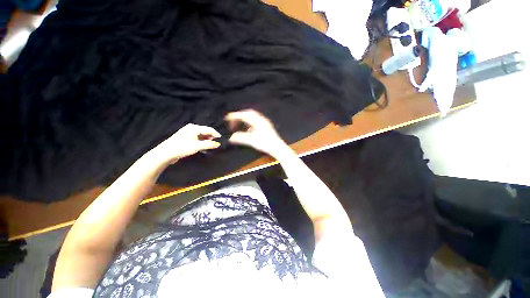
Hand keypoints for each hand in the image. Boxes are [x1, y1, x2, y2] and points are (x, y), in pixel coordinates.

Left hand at [149, 124, 220, 164]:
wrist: (166, 153)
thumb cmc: (183, 148)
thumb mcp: (198, 146)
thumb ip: (209, 144)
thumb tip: (218, 144)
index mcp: (194, 128)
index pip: (209, 129)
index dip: (216, 134)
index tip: (221, 139)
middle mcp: (191, 128)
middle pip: (205, 131)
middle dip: (211, 137)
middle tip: (216, 143)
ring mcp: (187, 133)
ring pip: (201, 135)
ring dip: (206, 140)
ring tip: (210, 146)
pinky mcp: (185, 138)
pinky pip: (196, 138)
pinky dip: (201, 142)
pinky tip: (203, 147)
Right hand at [225, 110, 289, 158]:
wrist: (277, 147)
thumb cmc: (265, 144)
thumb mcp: (252, 141)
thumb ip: (241, 138)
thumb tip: (231, 137)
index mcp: (257, 121)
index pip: (244, 115)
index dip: (235, 116)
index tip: (227, 117)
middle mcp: (261, 119)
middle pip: (249, 113)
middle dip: (240, 116)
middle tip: (233, 121)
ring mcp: (265, 122)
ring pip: (253, 117)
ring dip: (245, 119)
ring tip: (239, 125)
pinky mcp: (267, 126)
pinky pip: (256, 121)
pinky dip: (250, 123)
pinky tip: (249, 129)